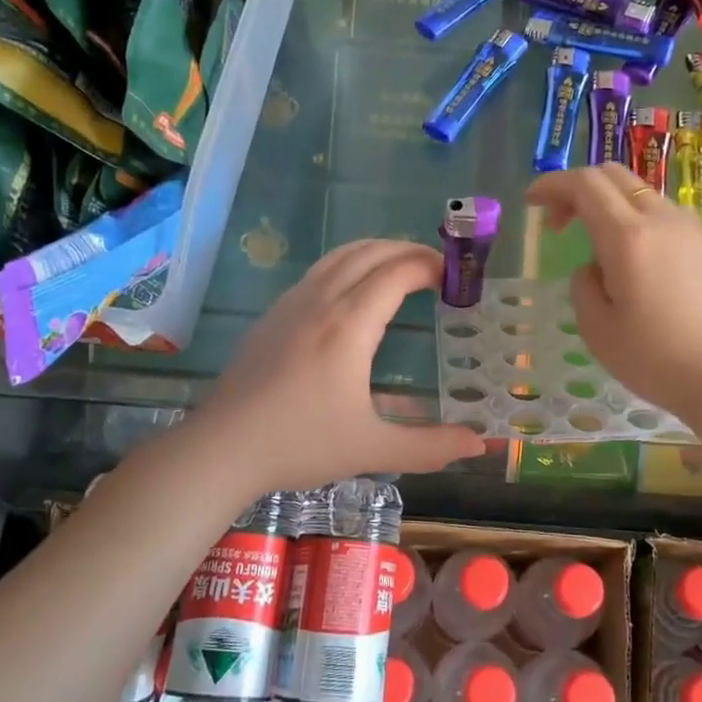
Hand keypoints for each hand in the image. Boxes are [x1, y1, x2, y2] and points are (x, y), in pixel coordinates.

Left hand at [189, 239, 484, 492]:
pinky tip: (355, 293)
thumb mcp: (373, 450)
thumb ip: (431, 446)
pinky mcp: (272, 314)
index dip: (431, 266)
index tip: (456, 278)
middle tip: (438, 269)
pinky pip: (319, 271)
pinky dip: (349, 264)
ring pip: (340, 255)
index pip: (397, 272)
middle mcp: (321, 301)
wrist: (222, 448)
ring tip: (402, 270)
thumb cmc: (300, 445)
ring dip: (377, 252)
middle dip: (408, 251)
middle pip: (370, 252)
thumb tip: (480, 444)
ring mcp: (291, 303)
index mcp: (349, 325)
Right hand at [527, 164, 701, 427]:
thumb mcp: (597, 330)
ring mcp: (691, 230)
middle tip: (559, 224)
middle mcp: (661, 219)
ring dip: (608, 205)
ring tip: (597, 250)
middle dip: (577, 189)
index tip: (531, 202)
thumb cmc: (658, 360)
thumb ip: (583, 286)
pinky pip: (662, 214)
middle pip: (612, 176)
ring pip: (639, 193)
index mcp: (628, 236)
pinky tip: (634, 261)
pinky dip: (635, 219)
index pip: (584, 184)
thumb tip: (596, 269)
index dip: (551, 184)